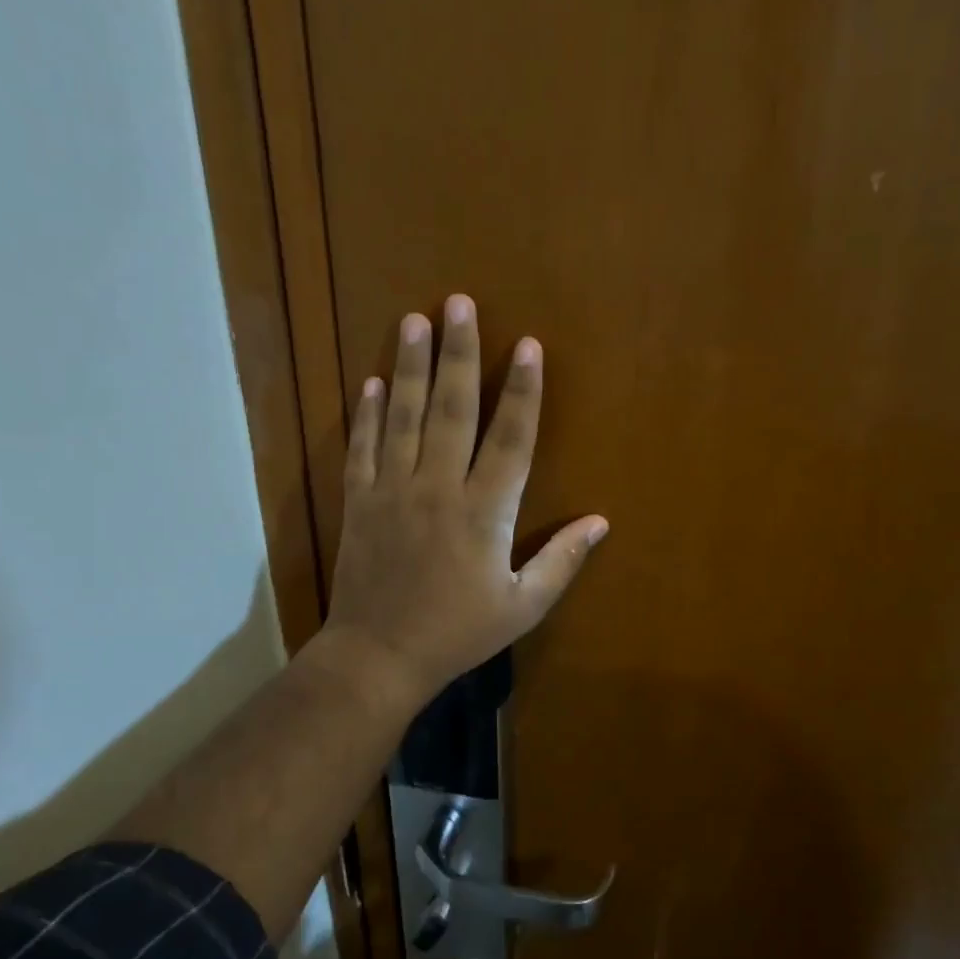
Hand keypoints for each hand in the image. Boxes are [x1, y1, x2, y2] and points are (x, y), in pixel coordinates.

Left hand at [319, 294, 607, 709]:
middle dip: (460, 353)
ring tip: (414, 320)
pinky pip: (363, 447)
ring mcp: (393, 491)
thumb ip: (561, 561)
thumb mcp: (522, 606)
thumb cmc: (458, 633)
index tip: (527, 345)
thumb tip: (600, 522)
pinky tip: (373, 382)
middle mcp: (438, 488)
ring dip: (411, 366)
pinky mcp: (359, 502)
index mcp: (484, 513)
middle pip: (453, 409)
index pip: (511, 439)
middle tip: (458, 302)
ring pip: (404, 416)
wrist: (379, 656)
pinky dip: (368, 414)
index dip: (523, 391)